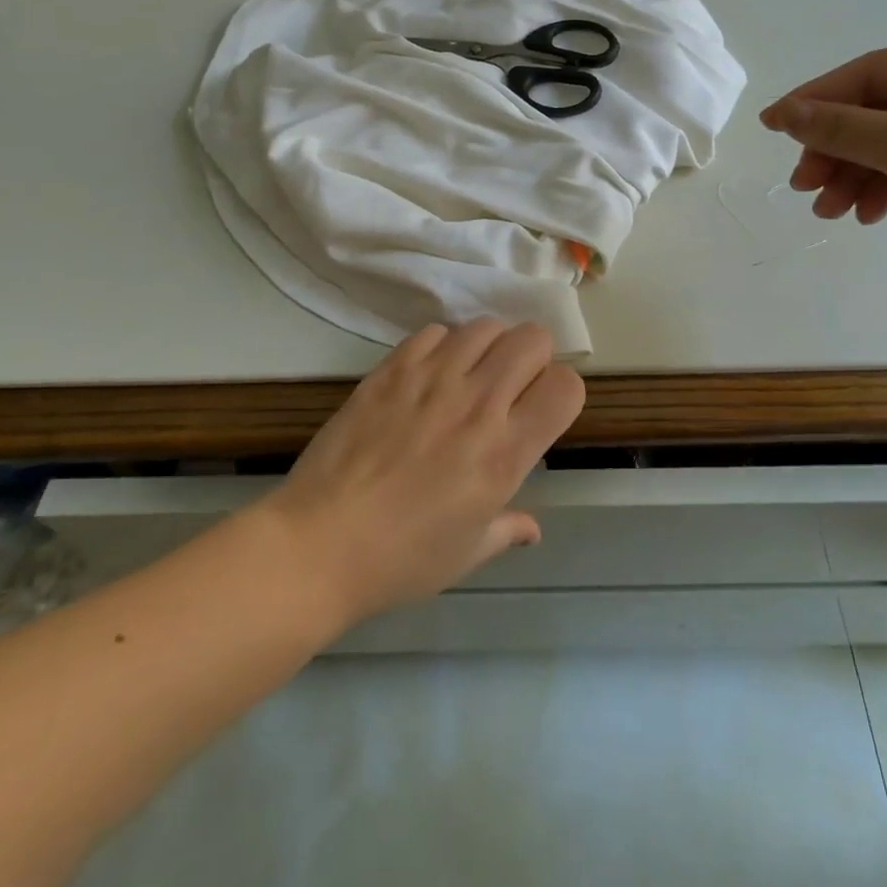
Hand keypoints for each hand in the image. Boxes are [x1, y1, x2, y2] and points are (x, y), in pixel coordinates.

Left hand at [259, 319, 584, 626]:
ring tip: (470, 377)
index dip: (562, 393)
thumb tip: (531, 528)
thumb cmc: (401, 559)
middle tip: (511, 388)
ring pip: (485, 327)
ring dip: (488, 348)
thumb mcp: (467, 553)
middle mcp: (477, 403)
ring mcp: (432, 379)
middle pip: (532, 339)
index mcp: (505, 451)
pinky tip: (429, 376)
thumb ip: (508, 529)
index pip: (566, 386)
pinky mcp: (392, 369)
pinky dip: (443, 347)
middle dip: (533, 359)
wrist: (320, 542)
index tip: (543, 411)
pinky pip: (435, 332)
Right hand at [760, 42, 886, 311]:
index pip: (871, 73)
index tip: (772, 128)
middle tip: (804, 186)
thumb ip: (842, 127)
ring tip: (830, 212)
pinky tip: (871, 216)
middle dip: (837, 149)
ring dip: (858, 176)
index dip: (816, 99)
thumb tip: (786, 112)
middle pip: (882, 112)